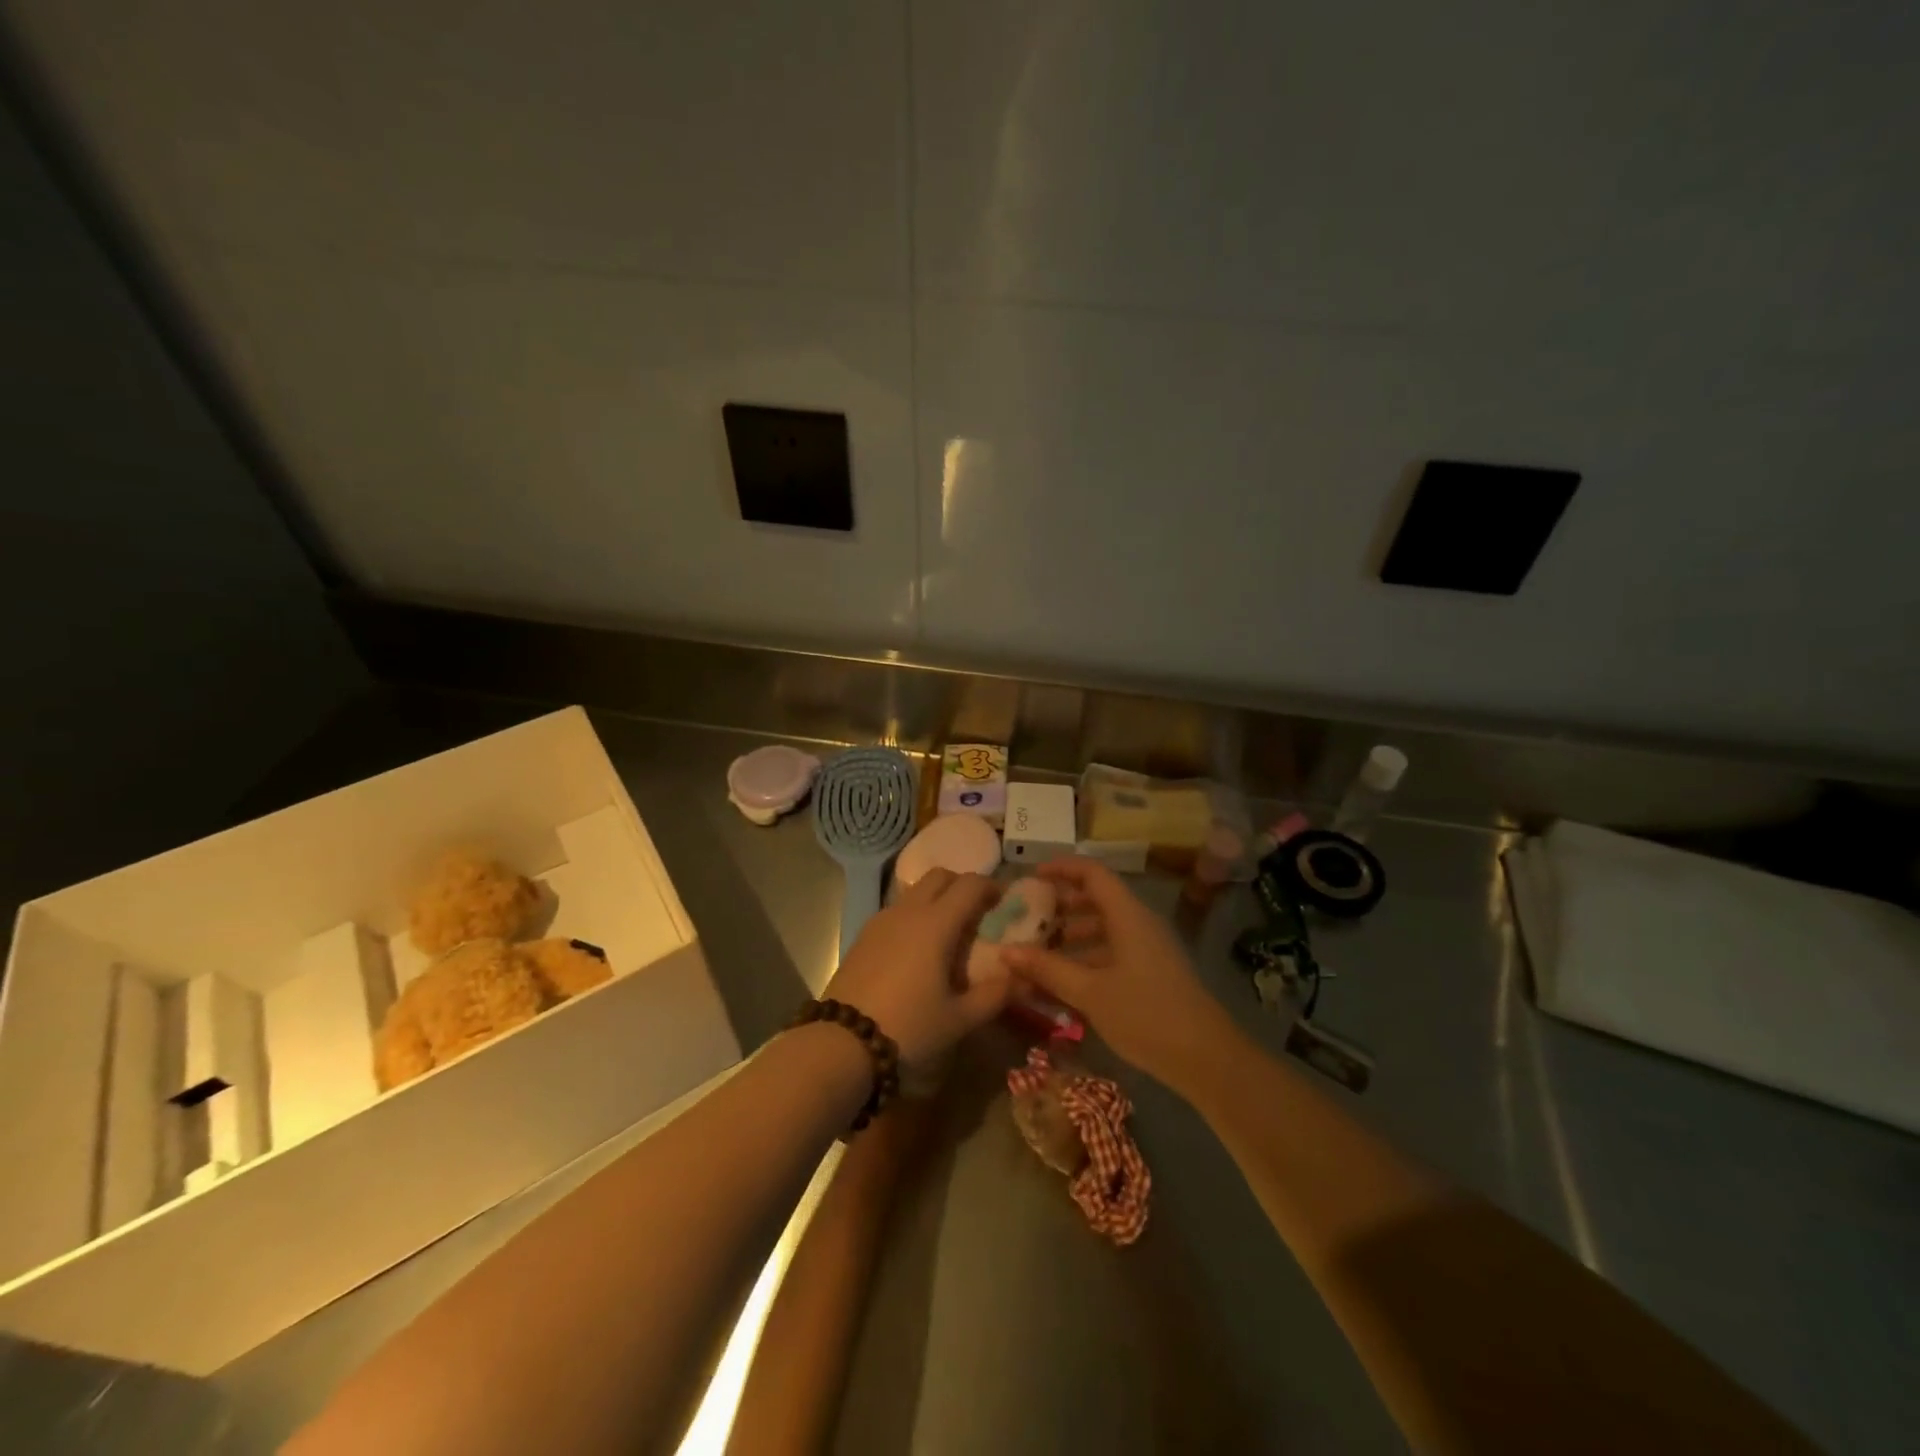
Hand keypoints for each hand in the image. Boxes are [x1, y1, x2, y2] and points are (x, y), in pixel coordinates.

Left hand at [828, 869, 1007, 1072]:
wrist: (843, 1041)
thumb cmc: (909, 1027)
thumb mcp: (960, 1018)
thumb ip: (996, 995)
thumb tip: (1024, 978)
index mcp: (937, 923)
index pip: (970, 884)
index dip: (991, 887)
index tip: (1005, 903)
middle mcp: (909, 910)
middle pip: (940, 876)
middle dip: (962, 885)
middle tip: (977, 913)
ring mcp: (882, 920)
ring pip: (915, 891)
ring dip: (937, 898)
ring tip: (948, 933)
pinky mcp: (864, 934)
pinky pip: (897, 910)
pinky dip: (915, 914)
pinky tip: (918, 950)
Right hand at [1000, 857, 1234, 1091]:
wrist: (1206, 1059)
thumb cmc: (1145, 1015)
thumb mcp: (1089, 992)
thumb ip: (1047, 969)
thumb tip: (1006, 951)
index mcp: (1127, 915)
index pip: (1092, 873)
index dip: (1061, 869)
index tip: (1031, 877)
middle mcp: (1139, 923)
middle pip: (1096, 900)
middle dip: (1061, 907)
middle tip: (1028, 919)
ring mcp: (1148, 949)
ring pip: (1104, 929)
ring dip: (1071, 937)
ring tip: (1038, 954)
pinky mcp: (1152, 973)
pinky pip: (1113, 953)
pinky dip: (1086, 959)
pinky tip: (1063, 984)